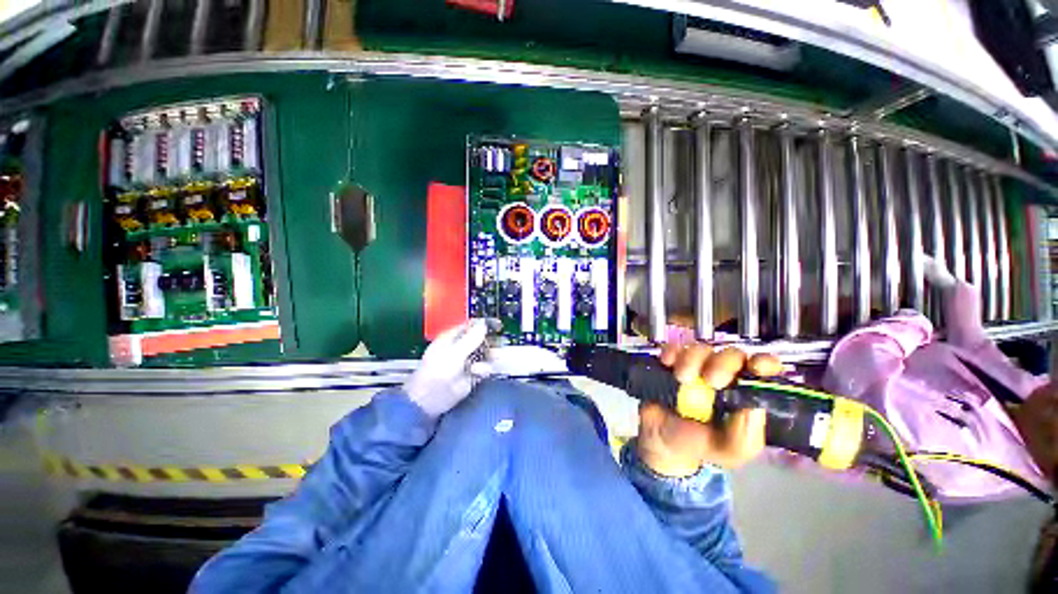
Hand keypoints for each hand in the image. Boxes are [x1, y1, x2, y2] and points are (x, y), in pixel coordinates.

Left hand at [405, 319, 491, 417]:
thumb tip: (484, 324)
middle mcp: (460, 348)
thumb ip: (471, 338)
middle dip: (490, 342)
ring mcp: (466, 361)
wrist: (431, 401)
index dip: (483, 324)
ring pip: (485, 354)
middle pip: (481, 339)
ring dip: (488, 357)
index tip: (497, 325)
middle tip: (499, 344)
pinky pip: (484, 368)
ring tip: (488, 360)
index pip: (471, 326)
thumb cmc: (437, 373)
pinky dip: (484, 369)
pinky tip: (478, 373)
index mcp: (452, 338)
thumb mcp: (454, 353)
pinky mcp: (472, 375)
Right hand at [636, 344, 782, 476]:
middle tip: (712, 381)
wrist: (659, 442)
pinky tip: (668, 363)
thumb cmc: (699, 444)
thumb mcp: (728, 451)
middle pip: (731, 355)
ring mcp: (695, 367)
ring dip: (692, 359)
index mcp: (744, 394)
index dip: (765, 363)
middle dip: (723, 363)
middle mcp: (722, 375)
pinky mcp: (670, 363)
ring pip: (701, 349)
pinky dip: (671, 352)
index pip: (763, 370)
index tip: (757, 367)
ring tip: (682, 378)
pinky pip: (672, 349)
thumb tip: (754, 408)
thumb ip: (744, 437)